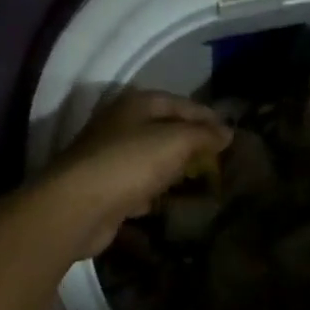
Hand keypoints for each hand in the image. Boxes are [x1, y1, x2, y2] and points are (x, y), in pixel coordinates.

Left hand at [40, 90, 232, 258]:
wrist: (78, 207)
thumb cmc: (130, 162)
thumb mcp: (175, 141)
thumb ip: (203, 134)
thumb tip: (227, 132)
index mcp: (136, 104)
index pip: (180, 103)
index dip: (207, 116)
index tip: (231, 133)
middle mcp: (121, 125)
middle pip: (164, 129)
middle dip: (191, 142)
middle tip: (220, 158)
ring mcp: (111, 158)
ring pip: (152, 158)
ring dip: (174, 168)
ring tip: (203, 181)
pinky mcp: (106, 189)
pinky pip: (139, 186)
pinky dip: (155, 192)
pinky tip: (171, 203)